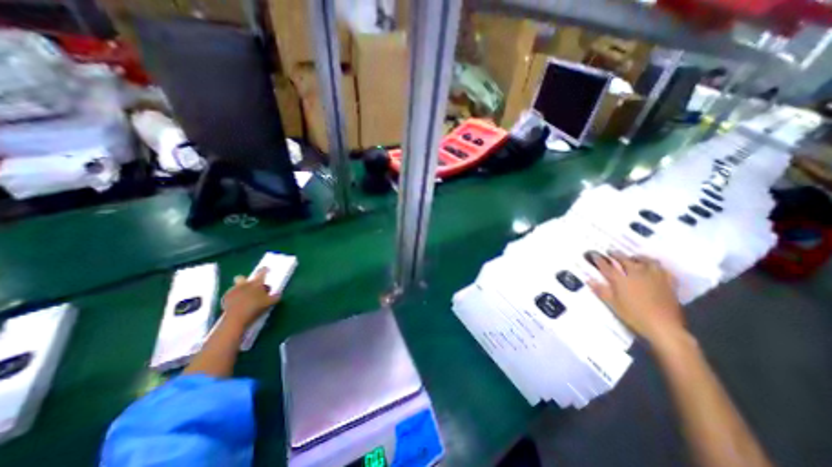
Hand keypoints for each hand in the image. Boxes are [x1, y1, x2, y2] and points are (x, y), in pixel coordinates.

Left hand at [220, 268, 280, 330]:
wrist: (236, 318)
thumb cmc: (256, 307)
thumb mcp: (270, 303)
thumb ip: (275, 297)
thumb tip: (278, 294)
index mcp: (256, 283)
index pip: (262, 272)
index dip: (265, 270)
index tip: (267, 269)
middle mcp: (244, 284)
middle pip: (241, 277)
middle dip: (244, 280)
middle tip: (250, 287)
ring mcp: (233, 290)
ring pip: (236, 287)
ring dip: (240, 290)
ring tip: (244, 299)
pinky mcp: (225, 298)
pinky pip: (230, 295)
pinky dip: (233, 298)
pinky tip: (237, 305)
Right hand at [587, 252, 685, 346]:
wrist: (664, 327)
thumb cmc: (634, 316)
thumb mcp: (613, 304)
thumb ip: (601, 290)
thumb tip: (589, 280)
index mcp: (620, 279)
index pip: (606, 266)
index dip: (599, 259)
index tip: (594, 254)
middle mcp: (636, 274)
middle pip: (624, 259)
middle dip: (616, 254)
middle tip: (611, 252)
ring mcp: (654, 276)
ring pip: (645, 260)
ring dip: (637, 257)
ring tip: (634, 257)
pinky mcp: (668, 282)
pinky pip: (662, 269)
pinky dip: (656, 266)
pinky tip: (655, 267)